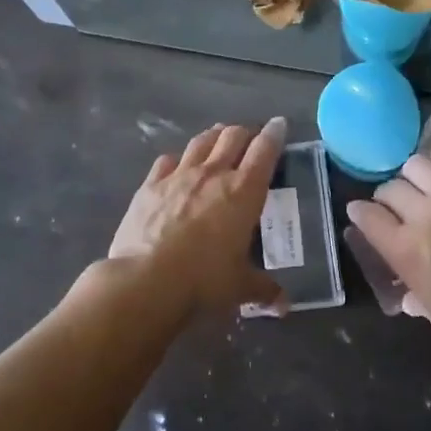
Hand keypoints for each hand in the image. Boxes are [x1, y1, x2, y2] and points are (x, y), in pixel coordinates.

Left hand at [107, 118, 287, 317]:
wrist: (146, 280)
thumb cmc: (204, 280)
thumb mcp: (241, 287)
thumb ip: (264, 289)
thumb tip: (283, 306)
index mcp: (244, 191)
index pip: (265, 150)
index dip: (274, 133)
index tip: (279, 125)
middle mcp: (214, 174)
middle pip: (232, 136)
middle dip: (245, 132)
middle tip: (250, 137)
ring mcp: (179, 176)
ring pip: (201, 142)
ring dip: (214, 136)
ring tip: (219, 137)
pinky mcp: (150, 185)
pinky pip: (167, 161)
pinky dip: (178, 159)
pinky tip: (178, 165)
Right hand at [346, 148, 430, 367]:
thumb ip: (420, 300)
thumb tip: (410, 295)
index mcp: (407, 251)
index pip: (366, 216)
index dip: (360, 215)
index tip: (363, 216)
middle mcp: (425, 214)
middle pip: (390, 187)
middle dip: (389, 197)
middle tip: (401, 208)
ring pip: (418, 163)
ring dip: (418, 177)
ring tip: (430, 188)